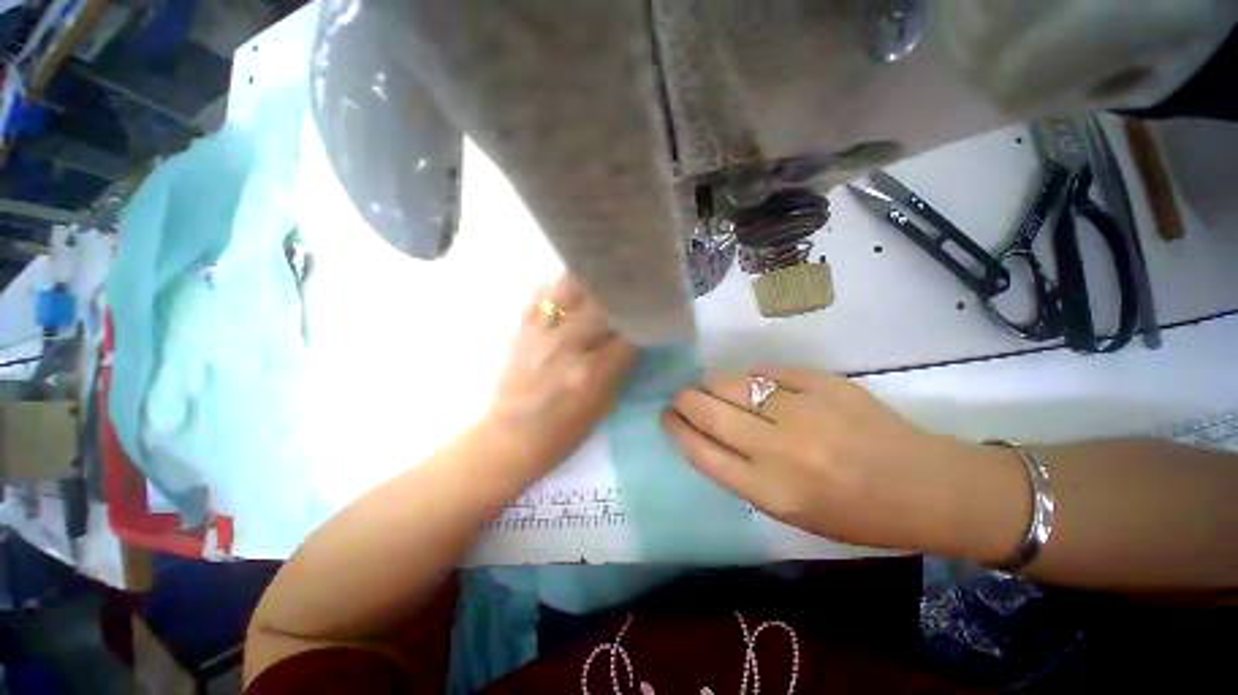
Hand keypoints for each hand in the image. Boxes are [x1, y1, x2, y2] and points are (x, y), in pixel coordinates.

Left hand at [484, 276, 637, 481]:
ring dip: (590, 281)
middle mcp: (568, 345)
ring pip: (569, 289)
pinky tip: (569, 288)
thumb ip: (621, 367)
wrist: (511, 438)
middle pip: (602, 303)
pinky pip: (540, 296)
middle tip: (634, 287)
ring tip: (603, 279)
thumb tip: (634, 337)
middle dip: (622, 294)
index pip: (629, 332)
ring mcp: (542, 334)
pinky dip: (557, 288)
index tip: (654, 310)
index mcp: (592, 372)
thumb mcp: (604, 405)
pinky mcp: (522, 331)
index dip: (645, 318)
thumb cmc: (563, 432)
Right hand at [662, 367, 1019, 553]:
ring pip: (732, 382)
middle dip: (684, 399)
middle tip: (682, 396)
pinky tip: (752, 382)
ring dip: (712, 383)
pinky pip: (767, 371)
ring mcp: (803, 409)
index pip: (701, 451)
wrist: (927, 486)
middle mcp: (780, 448)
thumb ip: (742, 472)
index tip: (666, 416)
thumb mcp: (789, 512)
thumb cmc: (855, 513)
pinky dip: (752, 376)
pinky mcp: (823, 382)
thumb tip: (707, 431)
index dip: (676, 429)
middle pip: (708, 410)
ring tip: (711, 386)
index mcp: (770, 491)